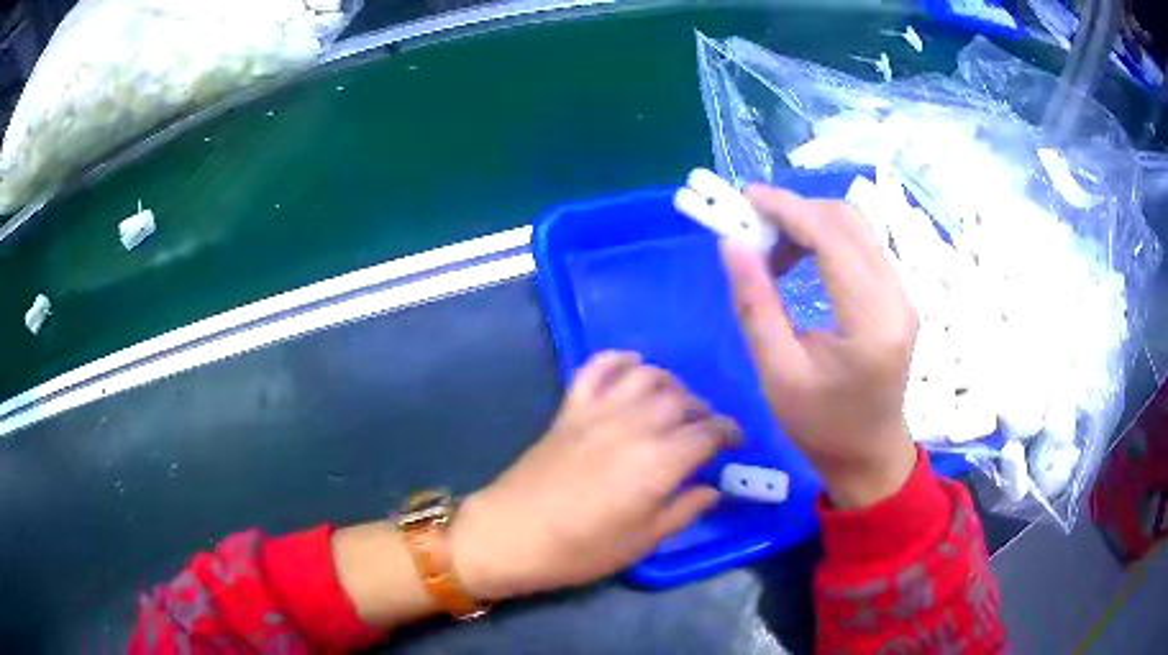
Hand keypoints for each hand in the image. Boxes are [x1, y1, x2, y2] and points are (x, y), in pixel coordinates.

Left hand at [451, 351, 737, 599]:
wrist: (511, 535)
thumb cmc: (581, 549)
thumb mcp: (643, 541)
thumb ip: (684, 510)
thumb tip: (713, 490)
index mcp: (659, 461)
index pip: (709, 432)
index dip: (730, 432)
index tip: (737, 442)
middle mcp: (634, 425)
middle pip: (682, 400)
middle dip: (704, 410)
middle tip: (707, 430)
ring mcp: (598, 411)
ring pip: (647, 376)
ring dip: (671, 383)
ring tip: (676, 403)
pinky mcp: (569, 409)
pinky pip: (597, 368)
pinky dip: (619, 359)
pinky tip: (633, 365)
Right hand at [721, 186, 918, 509]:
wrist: (869, 454)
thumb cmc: (822, 426)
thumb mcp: (777, 374)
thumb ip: (755, 305)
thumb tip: (732, 243)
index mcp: (871, 321)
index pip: (832, 238)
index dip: (788, 210)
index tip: (745, 200)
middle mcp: (896, 296)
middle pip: (848, 221)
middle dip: (797, 211)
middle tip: (753, 228)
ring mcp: (902, 293)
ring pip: (856, 228)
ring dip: (810, 223)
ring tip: (771, 248)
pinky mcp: (897, 295)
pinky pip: (861, 246)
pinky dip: (825, 239)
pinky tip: (799, 259)